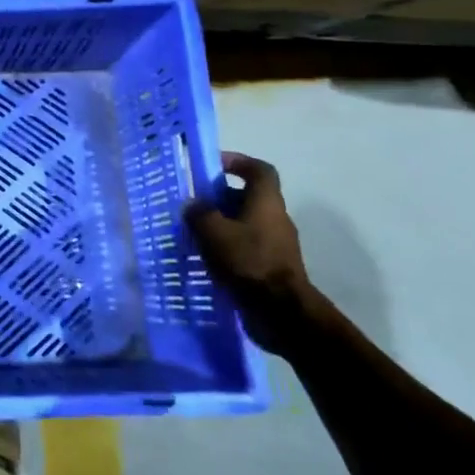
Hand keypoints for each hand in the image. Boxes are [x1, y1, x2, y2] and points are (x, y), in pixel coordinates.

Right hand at [184, 152, 321, 356]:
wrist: (281, 312)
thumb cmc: (248, 262)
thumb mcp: (213, 232)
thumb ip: (199, 213)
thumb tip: (193, 205)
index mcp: (266, 203)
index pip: (259, 170)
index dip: (238, 162)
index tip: (213, 165)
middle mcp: (275, 219)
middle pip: (248, 197)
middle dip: (219, 197)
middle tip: (193, 204)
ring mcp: (276, 245)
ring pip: (245, 224)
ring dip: (221, 224)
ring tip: (193, 233)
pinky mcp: (271, 268)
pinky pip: (246, 247)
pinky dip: (227, 248)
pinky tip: (206, 259)